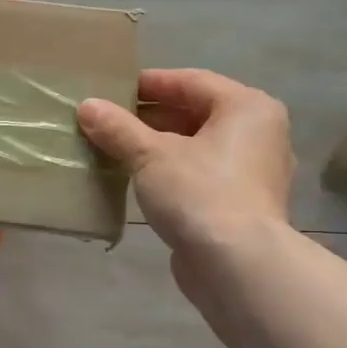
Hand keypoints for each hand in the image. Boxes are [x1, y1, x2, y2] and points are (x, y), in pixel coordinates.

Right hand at [78, 70, 293, 258]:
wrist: (237, 265)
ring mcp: (254, 172)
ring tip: (117, 149)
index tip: (113, 89)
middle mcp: (259, 134)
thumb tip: (87, 106)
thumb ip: (118, 128)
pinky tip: (140, 180)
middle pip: (196, 114)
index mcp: (247, 108)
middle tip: (109, 120)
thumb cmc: (199, 193)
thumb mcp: (150, 155)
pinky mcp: (243, 205)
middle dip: (151, 117)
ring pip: (198, 147)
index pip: (191, 82)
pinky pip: (202, 175)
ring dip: (159, 146)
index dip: (150, 83)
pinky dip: (173, 172)